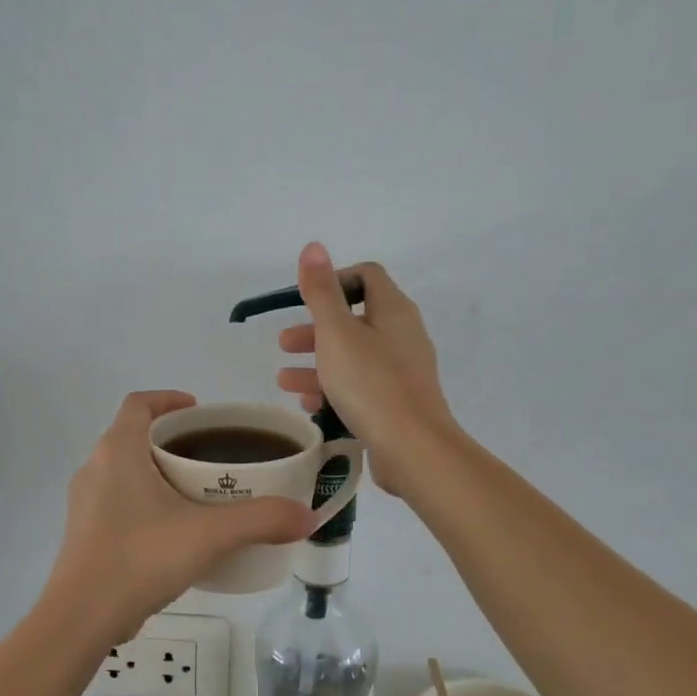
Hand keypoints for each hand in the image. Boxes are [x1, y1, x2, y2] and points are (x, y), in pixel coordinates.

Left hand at [44, 391, 315, 639]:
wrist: (81, 618)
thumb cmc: (140, 558)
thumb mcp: (208, 535)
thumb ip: (261, 520)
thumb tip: (307, 516)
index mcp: (117, 451)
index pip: (139, 403)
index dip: (168, 399)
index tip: (200, 412)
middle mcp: (95, 468)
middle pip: (134, 435)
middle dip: (171, 439)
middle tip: (210, 455)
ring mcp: (85, 503)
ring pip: (124, 470)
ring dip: (157, 471)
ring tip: (197, 492)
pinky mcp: (85, 533)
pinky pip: (117, 500)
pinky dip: (145, 501)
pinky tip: (173, 531)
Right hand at [275, 243, 456, 493]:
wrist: (413, 449)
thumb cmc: (371, 384)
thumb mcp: (337, 333)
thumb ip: (322, 291)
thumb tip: (314, 246)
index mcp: (393, 311)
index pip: (366, 276)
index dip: (334, 281)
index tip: (303, 301)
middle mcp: (402, 336)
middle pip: (355, 319)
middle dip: (315, 329)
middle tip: (283, 344)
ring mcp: (402, 372)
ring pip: (353, 357)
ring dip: (317, 363)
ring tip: (284, 381)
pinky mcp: (397, 404)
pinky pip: (360, 387)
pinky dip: (332, 389)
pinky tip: (308, 404)